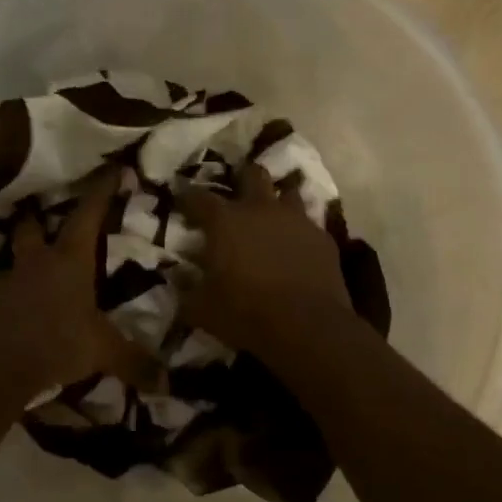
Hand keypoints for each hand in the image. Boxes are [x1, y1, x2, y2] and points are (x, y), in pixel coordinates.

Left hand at [0, 171, 160, 389]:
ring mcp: (12, 281)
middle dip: (40, 216)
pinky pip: (9, 287)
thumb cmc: (57, 342)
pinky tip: (28, 301)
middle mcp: (39, 261)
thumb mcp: (102, 351)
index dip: (101, 191)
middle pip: (33, 226)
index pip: (88, 215)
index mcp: (70, 260)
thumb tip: (167, 382)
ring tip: (39, 261)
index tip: (113, 168)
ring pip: (18, 256)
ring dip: (28, 255)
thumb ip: (134, 361)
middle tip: (47, 212)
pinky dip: (19, 288)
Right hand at [181, 163, 352, 358]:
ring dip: (277, 201)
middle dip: (242, 178)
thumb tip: (178, 278)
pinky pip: (308, 224)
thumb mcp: (201, 308)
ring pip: (287, 193)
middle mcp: (261, 209)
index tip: (181, 200)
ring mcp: (296, 220)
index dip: (187, 197)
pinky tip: (296, 247)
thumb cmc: (246, 313)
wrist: (307, 327)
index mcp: (225, 221)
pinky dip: (298, 231)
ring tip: (270, 217)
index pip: (198, 197)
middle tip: (236, 193)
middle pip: (252, 174)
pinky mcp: (323, 238)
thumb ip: (186, 289)